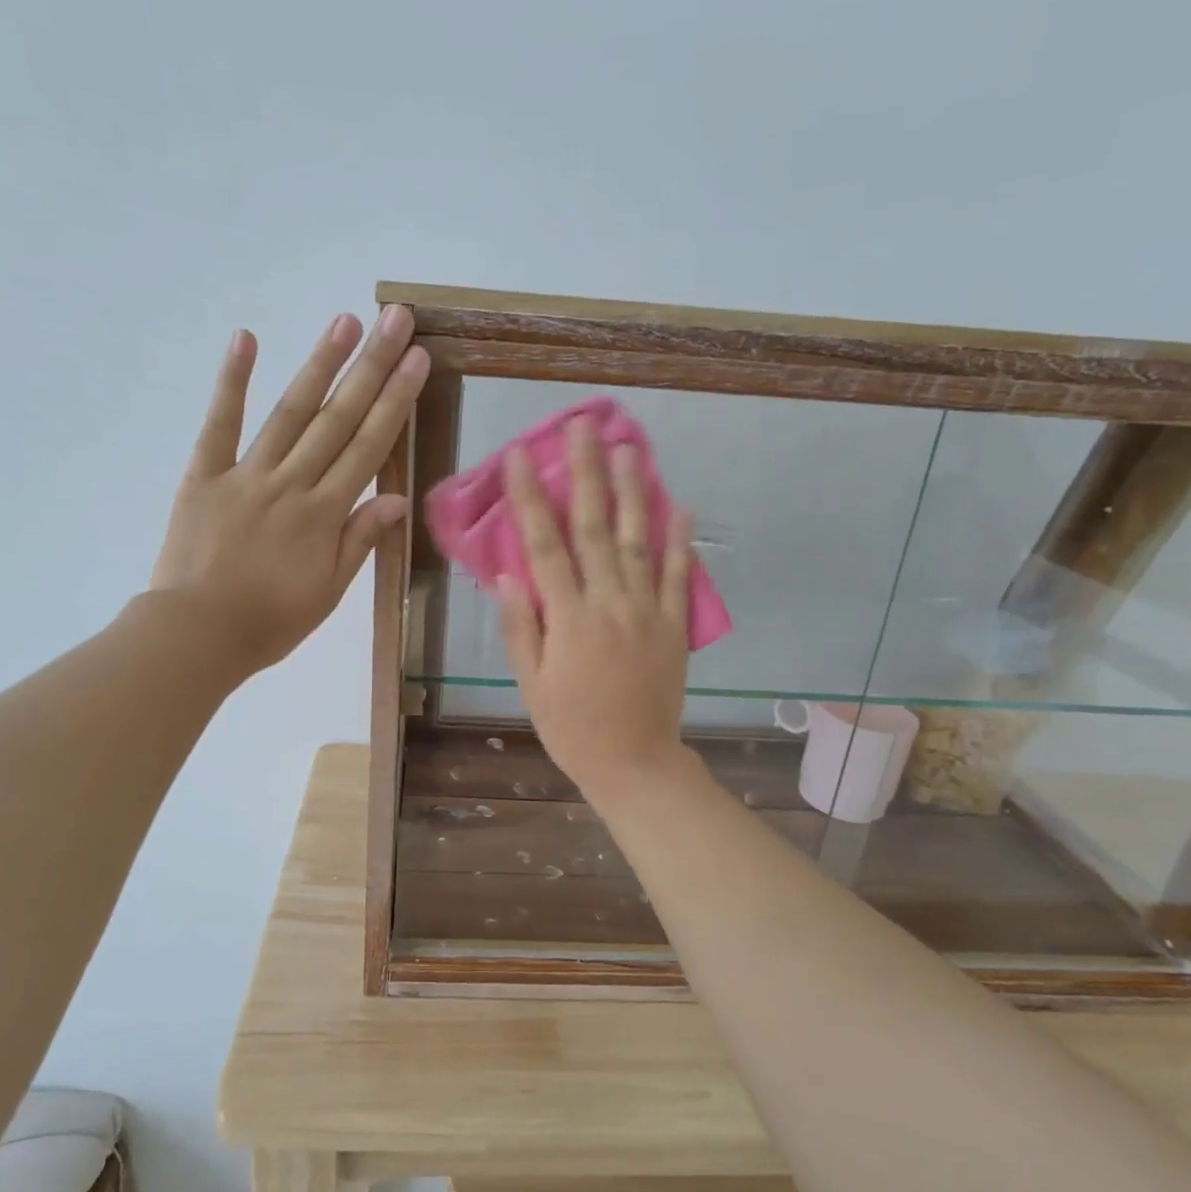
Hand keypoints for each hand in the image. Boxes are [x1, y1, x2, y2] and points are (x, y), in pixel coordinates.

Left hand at [150, 305, 428, 677]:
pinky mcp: (204, 475)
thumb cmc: (270, 622)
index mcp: (324, 514)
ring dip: (319, 364)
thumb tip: (397, 497)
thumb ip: (360, 540)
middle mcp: (291, 483)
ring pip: (289, 412)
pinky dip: (232, 382)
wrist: (196, 635)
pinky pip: (219, 424)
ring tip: (345, 321)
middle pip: (336, 419)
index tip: (417, 360)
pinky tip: (247, 339)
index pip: (368, 448)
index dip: (395, 401)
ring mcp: (245, 474)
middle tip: (395, 320)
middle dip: (370, 368)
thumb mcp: (328, 591)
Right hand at [496, 416, 694, 798]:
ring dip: (633, 492)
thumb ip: (521, 628)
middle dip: (586, 474)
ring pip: (639, 541)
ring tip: (629, 448)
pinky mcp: (675, 626)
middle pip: (594, 529)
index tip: (520, 456)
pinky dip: (682, 541)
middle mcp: (609, 604)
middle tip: (583, 428)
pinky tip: (681, 505)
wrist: (635, 763)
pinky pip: (680, 577)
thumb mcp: (532, 685)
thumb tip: (509, 575)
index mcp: (568, 619)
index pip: (545, 546)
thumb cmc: (572, 728)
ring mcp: (648, 612)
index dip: (530, 498)